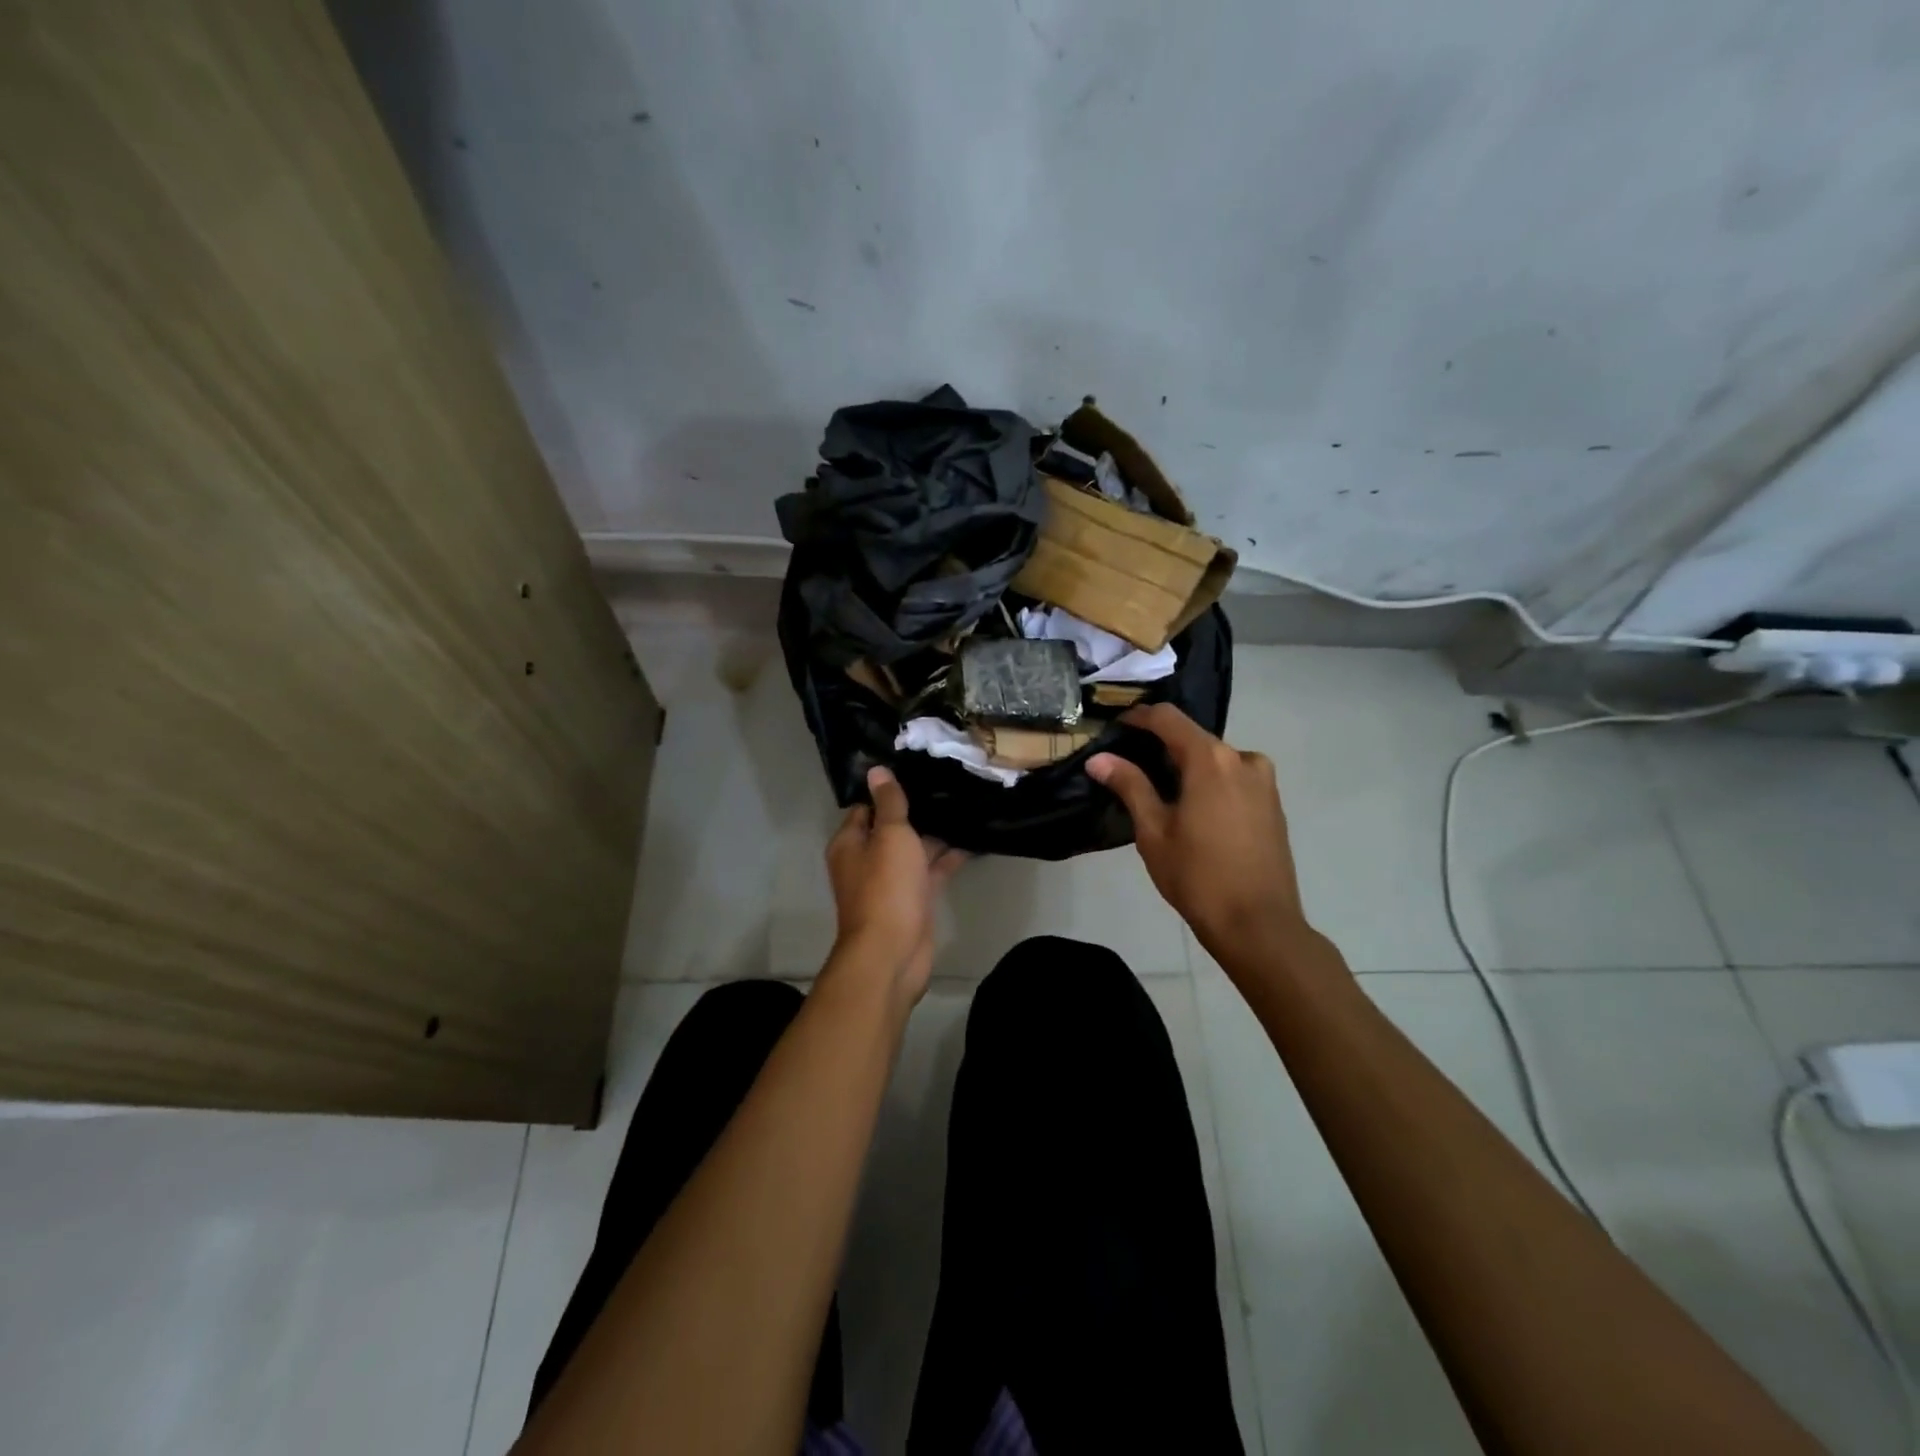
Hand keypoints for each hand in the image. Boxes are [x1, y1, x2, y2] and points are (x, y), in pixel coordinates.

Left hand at [824, 766, 966, 1005]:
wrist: (893, 951)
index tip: (917, 770)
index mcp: (851, 843)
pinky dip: (948, 858)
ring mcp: (891, 882)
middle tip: (949, 783)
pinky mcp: (913, 899)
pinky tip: (973, 841)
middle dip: (918, 811)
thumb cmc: (886, 887)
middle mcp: (867, 860)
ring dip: (936, 834)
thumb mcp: (890, 836)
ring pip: (914, 850)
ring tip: (966, 806)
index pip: (867, 807)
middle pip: (892, 828)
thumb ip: (889, 803)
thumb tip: (876, 771)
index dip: (888, 791)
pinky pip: (930, 871)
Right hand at [1088, 705, 1310, 970]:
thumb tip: (1098, 759)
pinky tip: (1193, 809)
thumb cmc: (1197, 876)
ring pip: (1216, 759)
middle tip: (1131, 764)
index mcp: (1211, 760)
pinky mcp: (1273, 804)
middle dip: (1161, 746)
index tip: (1116, 727)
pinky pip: (1234, 778)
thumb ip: (1129, 786)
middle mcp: (1243, 759)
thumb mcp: (1153, 831)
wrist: (1259, 925)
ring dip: (1188, 766)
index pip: (1169, 719)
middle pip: (1194, 738)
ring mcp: (1264, 782)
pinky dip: (1210, 782)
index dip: (1139, 717)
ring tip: (1160, 791)